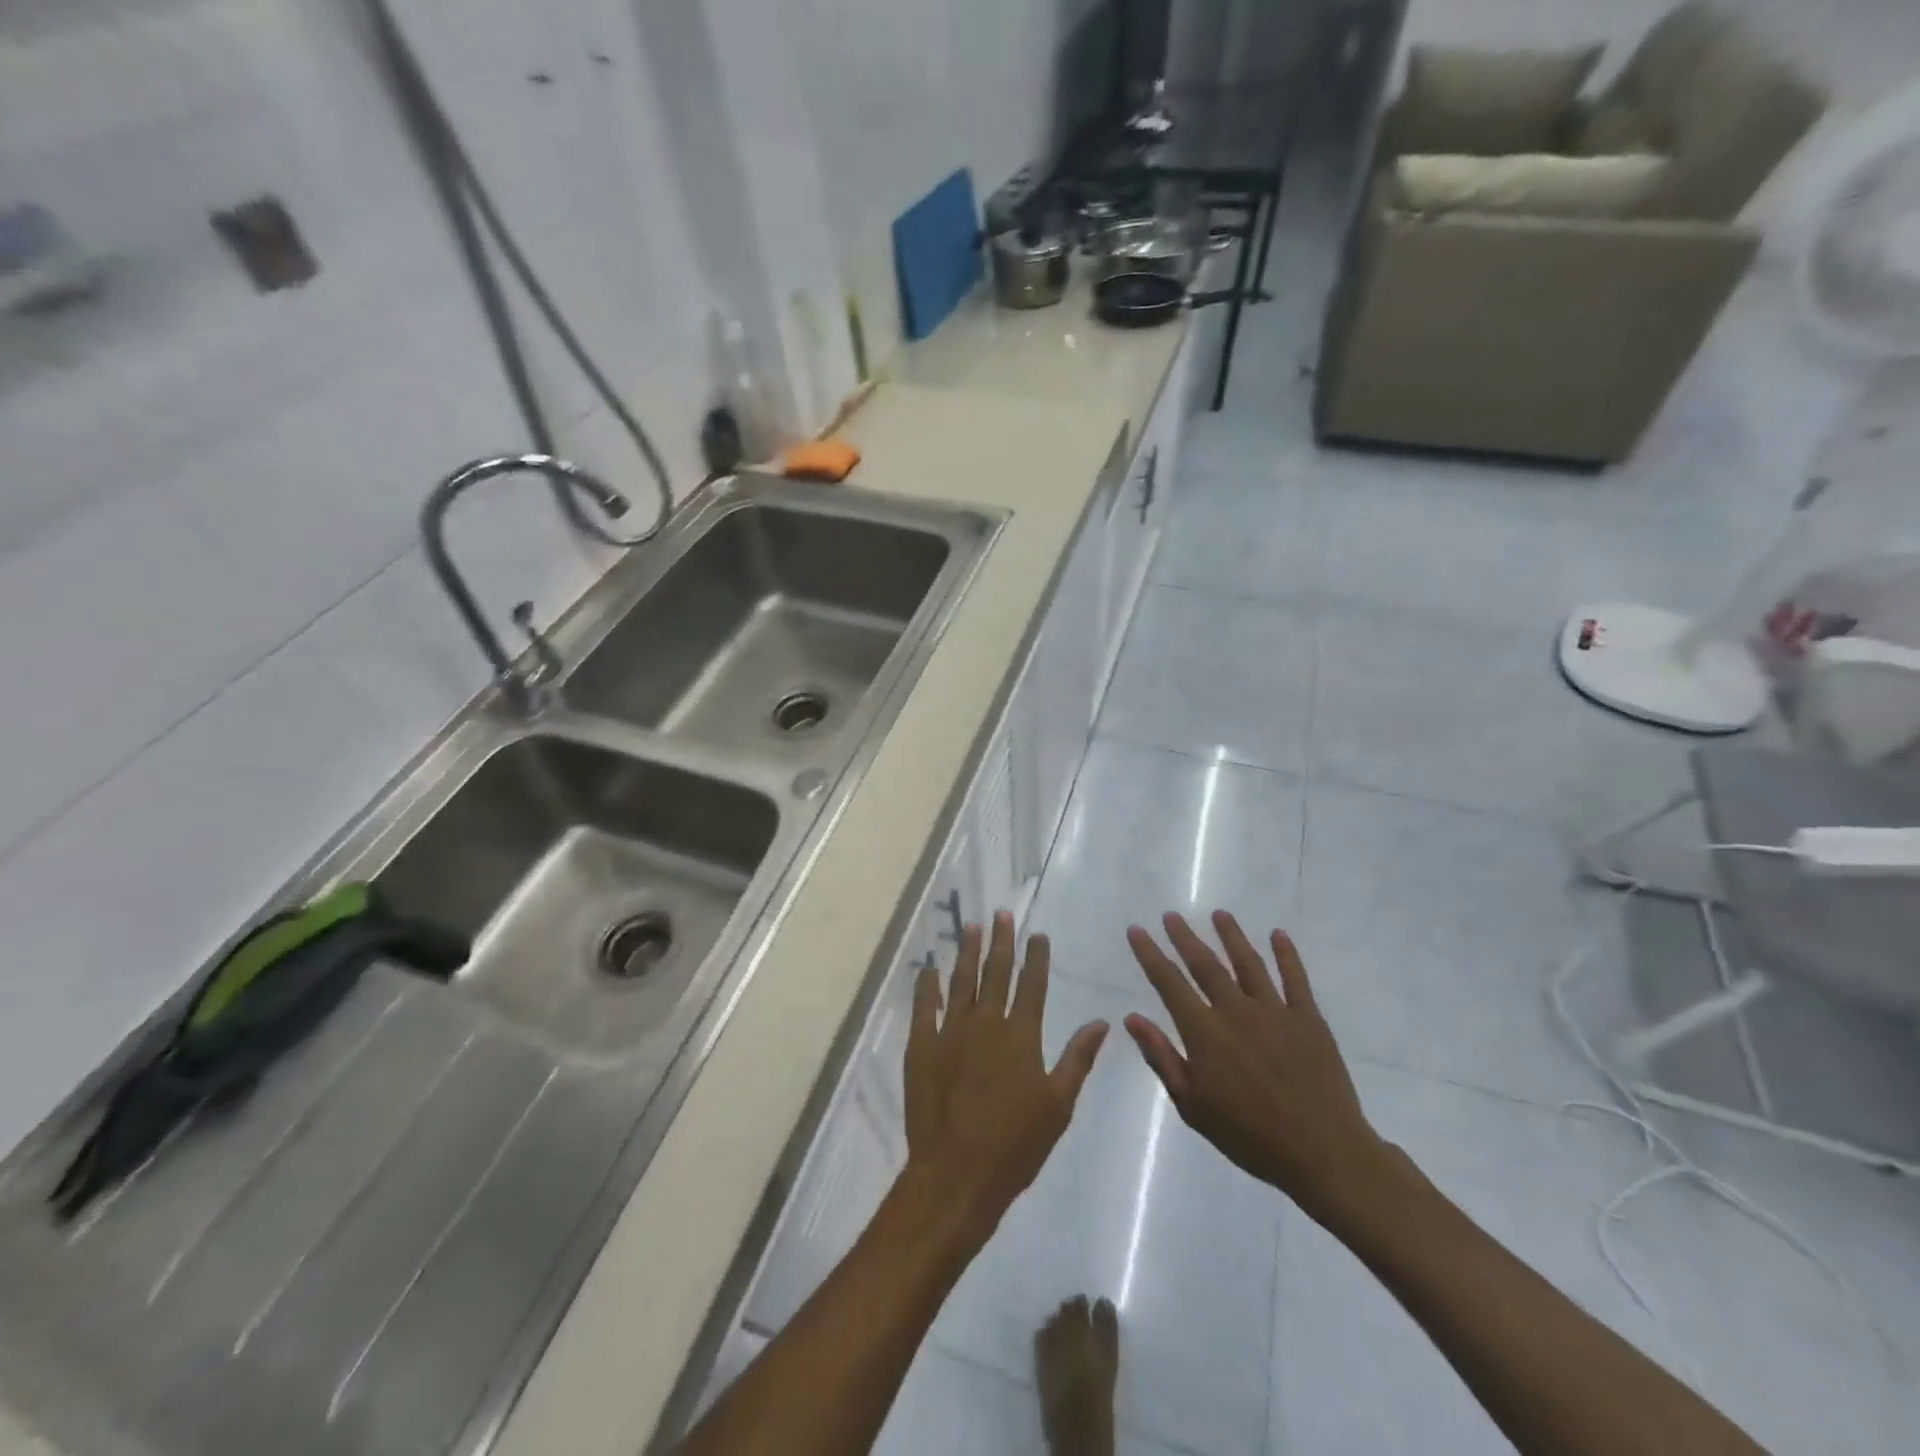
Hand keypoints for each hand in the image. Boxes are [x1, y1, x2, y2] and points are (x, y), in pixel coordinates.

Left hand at [903, 912, 1108, 1245]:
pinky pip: (924, 1005)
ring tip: (972, 927)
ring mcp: (950, 1031)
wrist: (956, 1174)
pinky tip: (930, 967)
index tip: (1037, 934)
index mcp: (1021, 1036)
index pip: (1032, 985)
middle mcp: (986, 1023)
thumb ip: (1077, 1058)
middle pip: (995, 973)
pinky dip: (927, 984)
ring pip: (961, 981)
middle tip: (1002, 914)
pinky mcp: (921, 1045)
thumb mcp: (1058, 1105)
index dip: (1036, 958)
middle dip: (1001, 942)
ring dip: (967, 952)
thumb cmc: (1015, 1146)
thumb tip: (1102, 1022)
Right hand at [1124, 911, 1392, 1222]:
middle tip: (1171, 914)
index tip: (1137, 930)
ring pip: (1248, 963)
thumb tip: (1133, 1017)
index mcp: (1205, 1033)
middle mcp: (1236, 1011)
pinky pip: (1295, 978)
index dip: (1151, 954)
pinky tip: (1278, 934)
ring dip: (1232, 935)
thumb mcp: (1193, 1106)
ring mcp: (1275, 1011)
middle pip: (1206, 964)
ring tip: (1220, 914)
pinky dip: (1286, 954)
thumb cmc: (1250, 1136)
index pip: (1169, 983)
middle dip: (1186, 937)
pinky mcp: (1308, 1019)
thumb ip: (1162, 1058)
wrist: (1322, 1153)